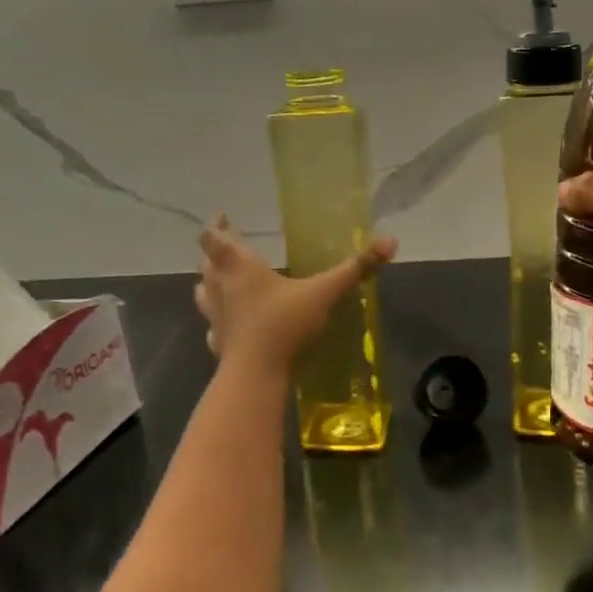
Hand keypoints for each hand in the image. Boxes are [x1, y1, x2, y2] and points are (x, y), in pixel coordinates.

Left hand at [193, 216, 395, 367]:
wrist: (254, 375)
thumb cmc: (283, 324)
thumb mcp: (323, 293)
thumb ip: (354, 268)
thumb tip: (389, 241)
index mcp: (240, 266)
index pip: (214, 237)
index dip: (215, 225)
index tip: (223, 216)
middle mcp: (221, 286)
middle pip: (206, 260)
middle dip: (215, 250)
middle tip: (227, 243)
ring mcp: (215, 316)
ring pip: (203, 290)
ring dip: (209, 281)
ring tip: (220, 278)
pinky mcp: (217, 342)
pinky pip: (212, 325)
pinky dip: (217, 319)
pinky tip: (228, 324)